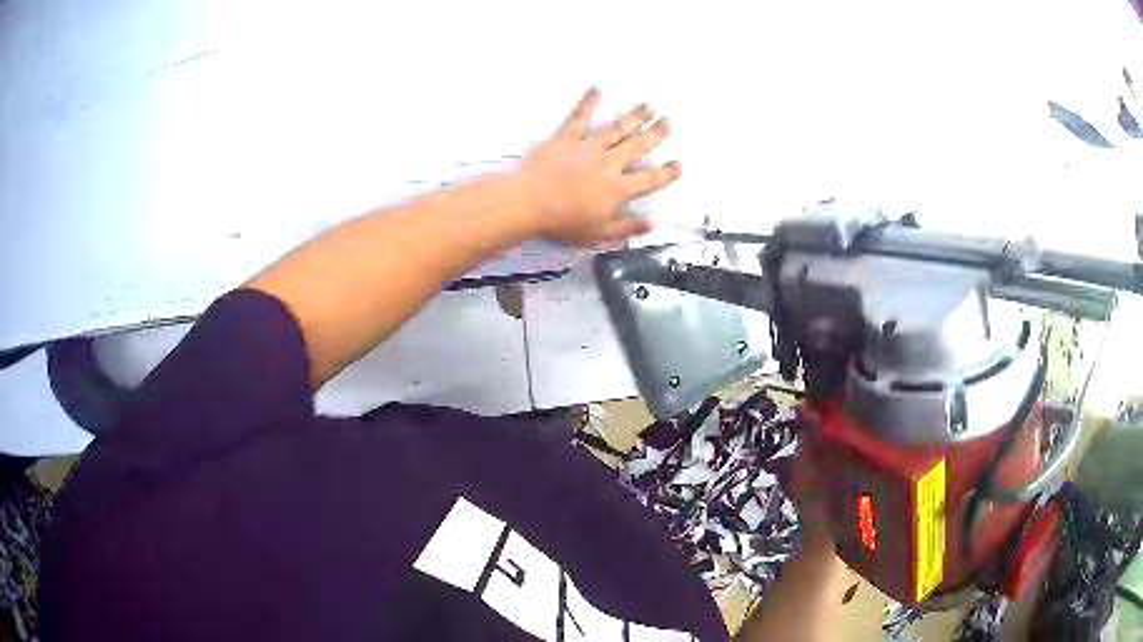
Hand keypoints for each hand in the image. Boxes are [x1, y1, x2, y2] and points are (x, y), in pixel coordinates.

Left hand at [519, 87, 681, 246]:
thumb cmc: (561, 222)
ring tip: (649, 105)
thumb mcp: (597, 234)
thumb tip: (649, 224)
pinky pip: (580, 117)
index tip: (679, 164)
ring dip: (635, 116)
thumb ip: (625, 227)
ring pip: (617, 128)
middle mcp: (608, 164)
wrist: (529, 203)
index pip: (650, 179)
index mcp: (617, 189)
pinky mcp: (566, 139)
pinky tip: (598, 88)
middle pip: (638, 146)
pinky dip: (589, 101)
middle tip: (669, 122)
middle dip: (656, 134)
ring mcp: (588, 148)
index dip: (667, 173)